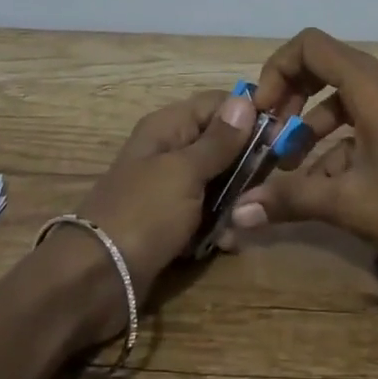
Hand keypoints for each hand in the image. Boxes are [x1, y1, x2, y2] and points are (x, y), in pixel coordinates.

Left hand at [64, 85, 258, 306]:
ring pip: (219, 183)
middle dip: (247, 165)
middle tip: (268, 184)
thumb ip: (218, 141)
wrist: (95, 279)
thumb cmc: (143, 214)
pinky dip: (219, 227)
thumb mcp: (184, 172)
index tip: (281, 136)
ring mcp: (170, 190)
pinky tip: (227, 243)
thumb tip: (244, 99)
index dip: (248, 115)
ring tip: (243, 221)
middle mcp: (169, 152)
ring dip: (235, 201)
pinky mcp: (172, 224)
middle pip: (221, 144)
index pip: (217, 104)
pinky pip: (206, 216)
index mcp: (167, 128)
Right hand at [229, 28, 377, 274]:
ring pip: (346, 98)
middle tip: (271, 133)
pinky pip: (366, 121)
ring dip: (313, 126)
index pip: (313, 46)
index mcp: (374, 88)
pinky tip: (324, 185)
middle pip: (328, 66)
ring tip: (290, 167)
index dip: (278, 69)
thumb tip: (237, 211)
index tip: (263, 111)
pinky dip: (340, 143)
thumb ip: (288, 199)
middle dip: (293, 97)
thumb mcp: (346, 203)